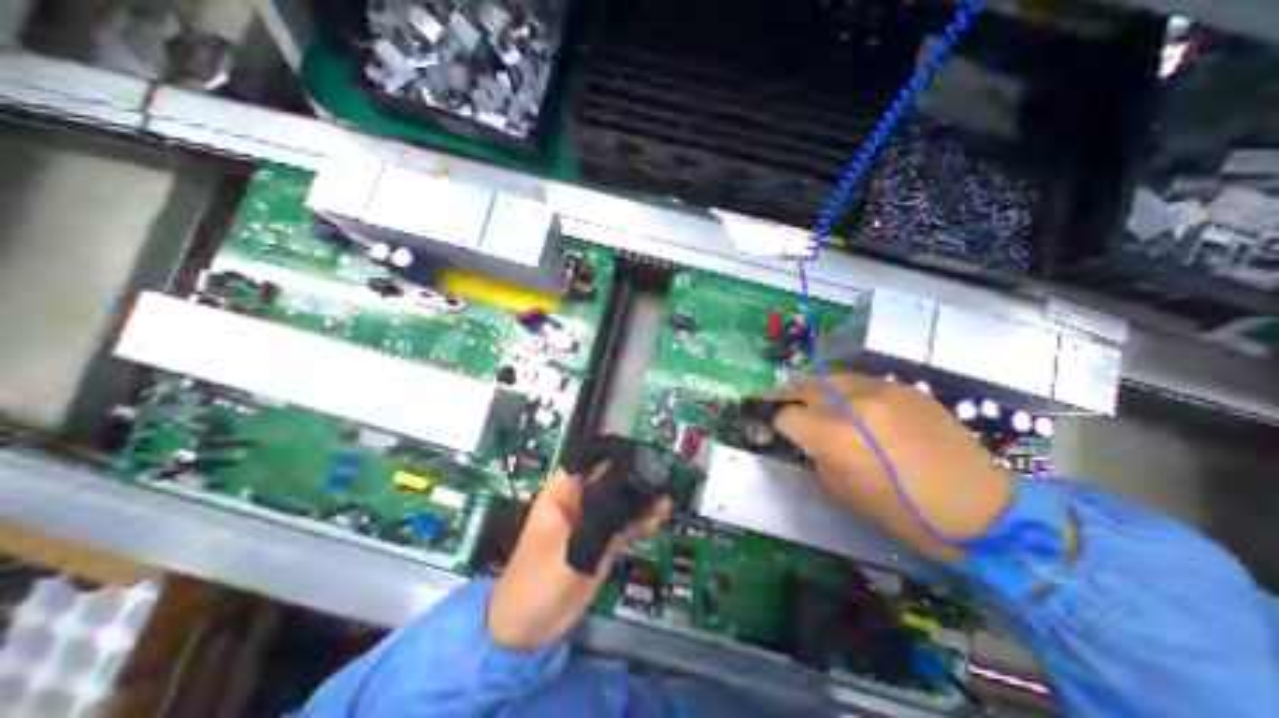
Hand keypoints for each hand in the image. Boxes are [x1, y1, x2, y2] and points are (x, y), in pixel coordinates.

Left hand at [489, 465, 670, 649]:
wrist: (529, 629)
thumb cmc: (539, 580)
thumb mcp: (572, 547)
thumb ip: (602, 520)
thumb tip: (634, 495)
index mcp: (561, 492)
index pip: (586, 459)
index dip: (610, 451)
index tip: (638, 449)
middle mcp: (578, 500)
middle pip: (608, 478)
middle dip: (634, 476)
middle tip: (660, 478)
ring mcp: (591, 521)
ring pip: (619, 500)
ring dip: (641, 499)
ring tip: (664, 502)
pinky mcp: (601, 540)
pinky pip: (623, 523)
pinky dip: (639, 520)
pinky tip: (656, 521)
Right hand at [775, 374, 1013, 562]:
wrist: (979, 509)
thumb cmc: (902, 512)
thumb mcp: (842, 493)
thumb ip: (815, 459)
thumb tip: (802, 442)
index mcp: (833, 436)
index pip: (786, 415)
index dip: (780, 424)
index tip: (784, 432)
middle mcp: (852, 404)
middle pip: (805, 388)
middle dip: (795, 400)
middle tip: (798, 413)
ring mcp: (882, 390)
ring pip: (832, 378)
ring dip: (822, 393)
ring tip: (828, 408)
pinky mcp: (905, 388)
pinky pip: (863, 382)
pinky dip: (852, 393)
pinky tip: (864, 411)